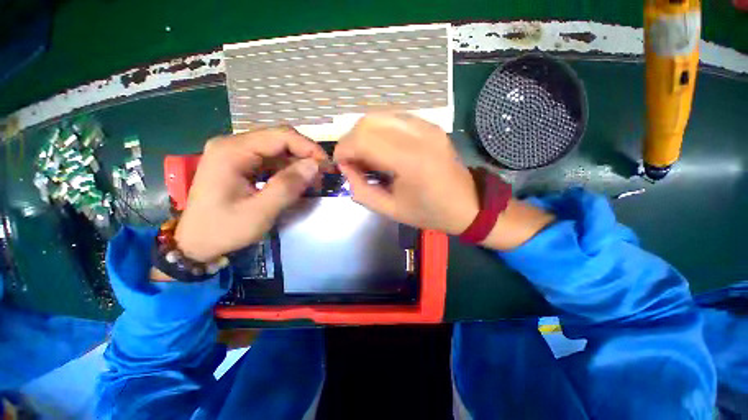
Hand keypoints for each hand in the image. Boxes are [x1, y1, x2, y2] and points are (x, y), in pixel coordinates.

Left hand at [174, 128, 327, 261]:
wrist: (195, 243)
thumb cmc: (224, 230)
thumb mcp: (260, 212)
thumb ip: (288, 186)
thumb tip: (315, 166)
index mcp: (233, 151)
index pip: (281, 136)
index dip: (308, 148)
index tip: (327, 166)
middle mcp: (232, 144)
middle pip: (279, 139)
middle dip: (305, 155)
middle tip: (321, 175)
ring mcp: (234, 153)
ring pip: (277, 149)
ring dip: (298, 163)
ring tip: (312, 181)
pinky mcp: (238, 163)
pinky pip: (270, 159)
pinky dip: (287, 169)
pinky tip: (296, 182)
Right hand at [334, 113, 479, 234]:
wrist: (467, 204)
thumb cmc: (429, 212)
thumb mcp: (390, 210)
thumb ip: (361, 191)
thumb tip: (346, 168)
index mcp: (410, 161)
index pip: (363, 139)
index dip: (343, 150)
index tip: (341, 165)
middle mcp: (419, 135)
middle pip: (368, 121)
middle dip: (351, 140)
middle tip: (353, 161)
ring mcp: (427, 126)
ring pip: (379, 115)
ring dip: (364, 133)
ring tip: (366, 155)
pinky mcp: (430, 125)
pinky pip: (394, 118)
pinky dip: (380, 130)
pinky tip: (383, 148)